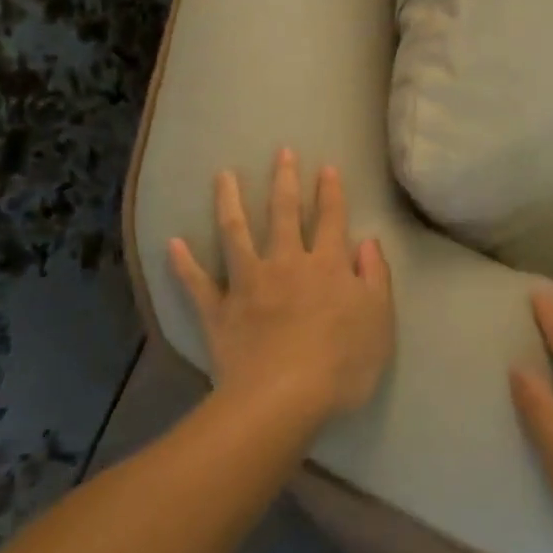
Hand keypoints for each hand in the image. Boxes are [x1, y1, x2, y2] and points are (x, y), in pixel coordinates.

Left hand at [170, 148, 394, 420]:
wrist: (281, 400)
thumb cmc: (341, 364)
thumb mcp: (379, 321)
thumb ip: (375, 277)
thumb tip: (368, 242)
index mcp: (328, 266)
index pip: (332, 219)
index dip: (331, 192)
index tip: (326, 167)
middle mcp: (287, 263)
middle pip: (285, 214)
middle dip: (284, 181)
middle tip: (280, 152)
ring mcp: (248, 284)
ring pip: (237, 234)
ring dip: (230, 202)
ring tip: (223, 176)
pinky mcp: (220, 310)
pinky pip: (198, 283)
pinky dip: (184, 263)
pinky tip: (173, 243)